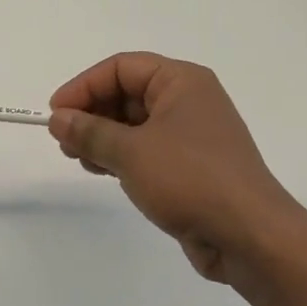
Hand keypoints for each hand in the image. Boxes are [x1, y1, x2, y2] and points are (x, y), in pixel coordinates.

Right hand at [49, 52, 306, 293]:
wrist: (250, 237)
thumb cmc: (190, 180)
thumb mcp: (131, 152)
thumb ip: (89, 132)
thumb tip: (58, 119)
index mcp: (181, 82)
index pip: (121, 68)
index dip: (84, 86)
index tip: (55, 114)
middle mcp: (189, 100)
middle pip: (127, 93)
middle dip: (91, 113)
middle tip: (63, 140)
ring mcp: (191, 135)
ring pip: (134, 123)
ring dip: (102, 137)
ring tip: (78, 158)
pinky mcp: (191, 166)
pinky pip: (146, 149)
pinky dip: (120, 155)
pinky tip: (101, 170)